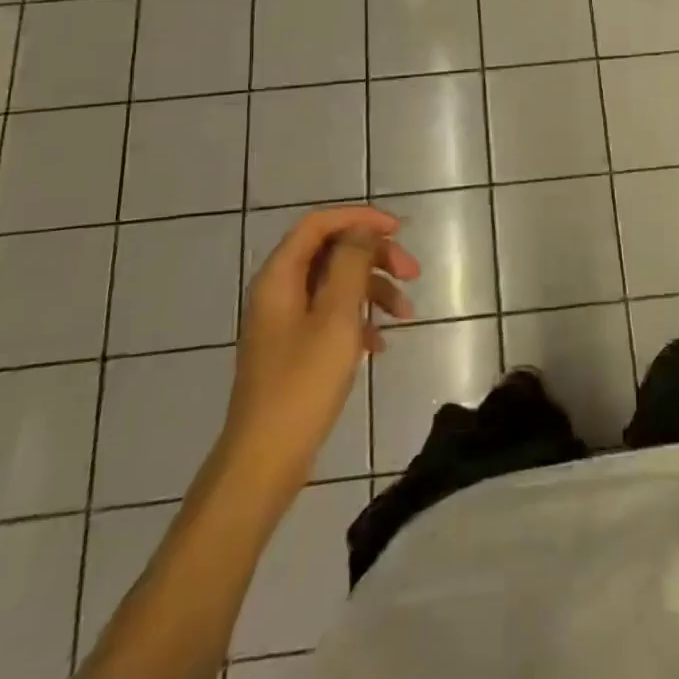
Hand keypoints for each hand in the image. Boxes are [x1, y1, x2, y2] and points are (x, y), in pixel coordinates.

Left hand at [221, 207, 421, 500]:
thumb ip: (350, 265)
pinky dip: (360, 320)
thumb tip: (362, 231)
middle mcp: (279, 291)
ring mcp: (286, 321)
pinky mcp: (294, 348)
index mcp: (281, 276)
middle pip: (332, 252)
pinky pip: (332, 316)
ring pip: (336, 285)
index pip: (320, 224)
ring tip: (407, 315)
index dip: (360, 219)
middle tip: (412, 274)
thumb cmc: (302, 383)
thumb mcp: (336, 317)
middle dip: (375, 257)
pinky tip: (381, 344)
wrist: (265, 460)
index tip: (399, 230)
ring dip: (374, 291)